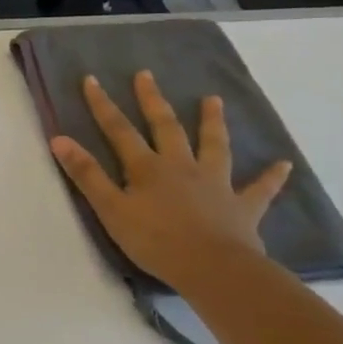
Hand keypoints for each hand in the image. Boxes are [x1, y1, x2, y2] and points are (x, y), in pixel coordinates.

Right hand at [49, 71, 292, 292]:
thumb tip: (59, 139)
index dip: (102, 105)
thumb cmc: (154, 240)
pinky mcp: (242, 207)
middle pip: (165, 127)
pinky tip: (283, 164)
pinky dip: (270, 176)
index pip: (118, 130)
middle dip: (153, 100)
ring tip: (213, 100)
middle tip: (146, 75)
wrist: (213, 269)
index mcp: (147, 168)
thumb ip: (86, 174)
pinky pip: (259, 188)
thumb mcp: (110, 208)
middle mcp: (181, 166)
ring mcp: (215, 184)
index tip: (92, 79)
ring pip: (214, 146)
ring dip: (212, 123)